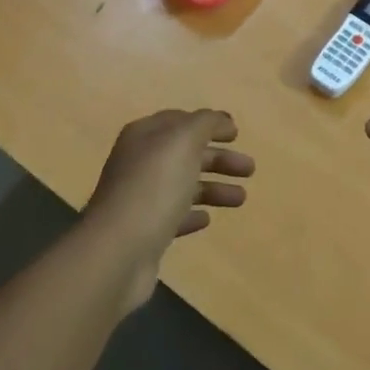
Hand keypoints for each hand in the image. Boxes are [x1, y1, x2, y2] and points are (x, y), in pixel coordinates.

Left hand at [84, 109, 253, 309]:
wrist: (119, 250)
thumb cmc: (154, 188)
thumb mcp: (182, 142)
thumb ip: (205, 123)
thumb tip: (221, 119)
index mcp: (144, 137)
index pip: (179, 121)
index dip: (208, 124)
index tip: (237, 134)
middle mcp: (139, 163)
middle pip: (185, 155)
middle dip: (218, 159)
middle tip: (250, 169)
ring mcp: (139, 199)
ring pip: (183, 186)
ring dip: (213, 189)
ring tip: (241, 199)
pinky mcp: (144, 232)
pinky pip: (173, 217)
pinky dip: (192, 215)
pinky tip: (207, 220)